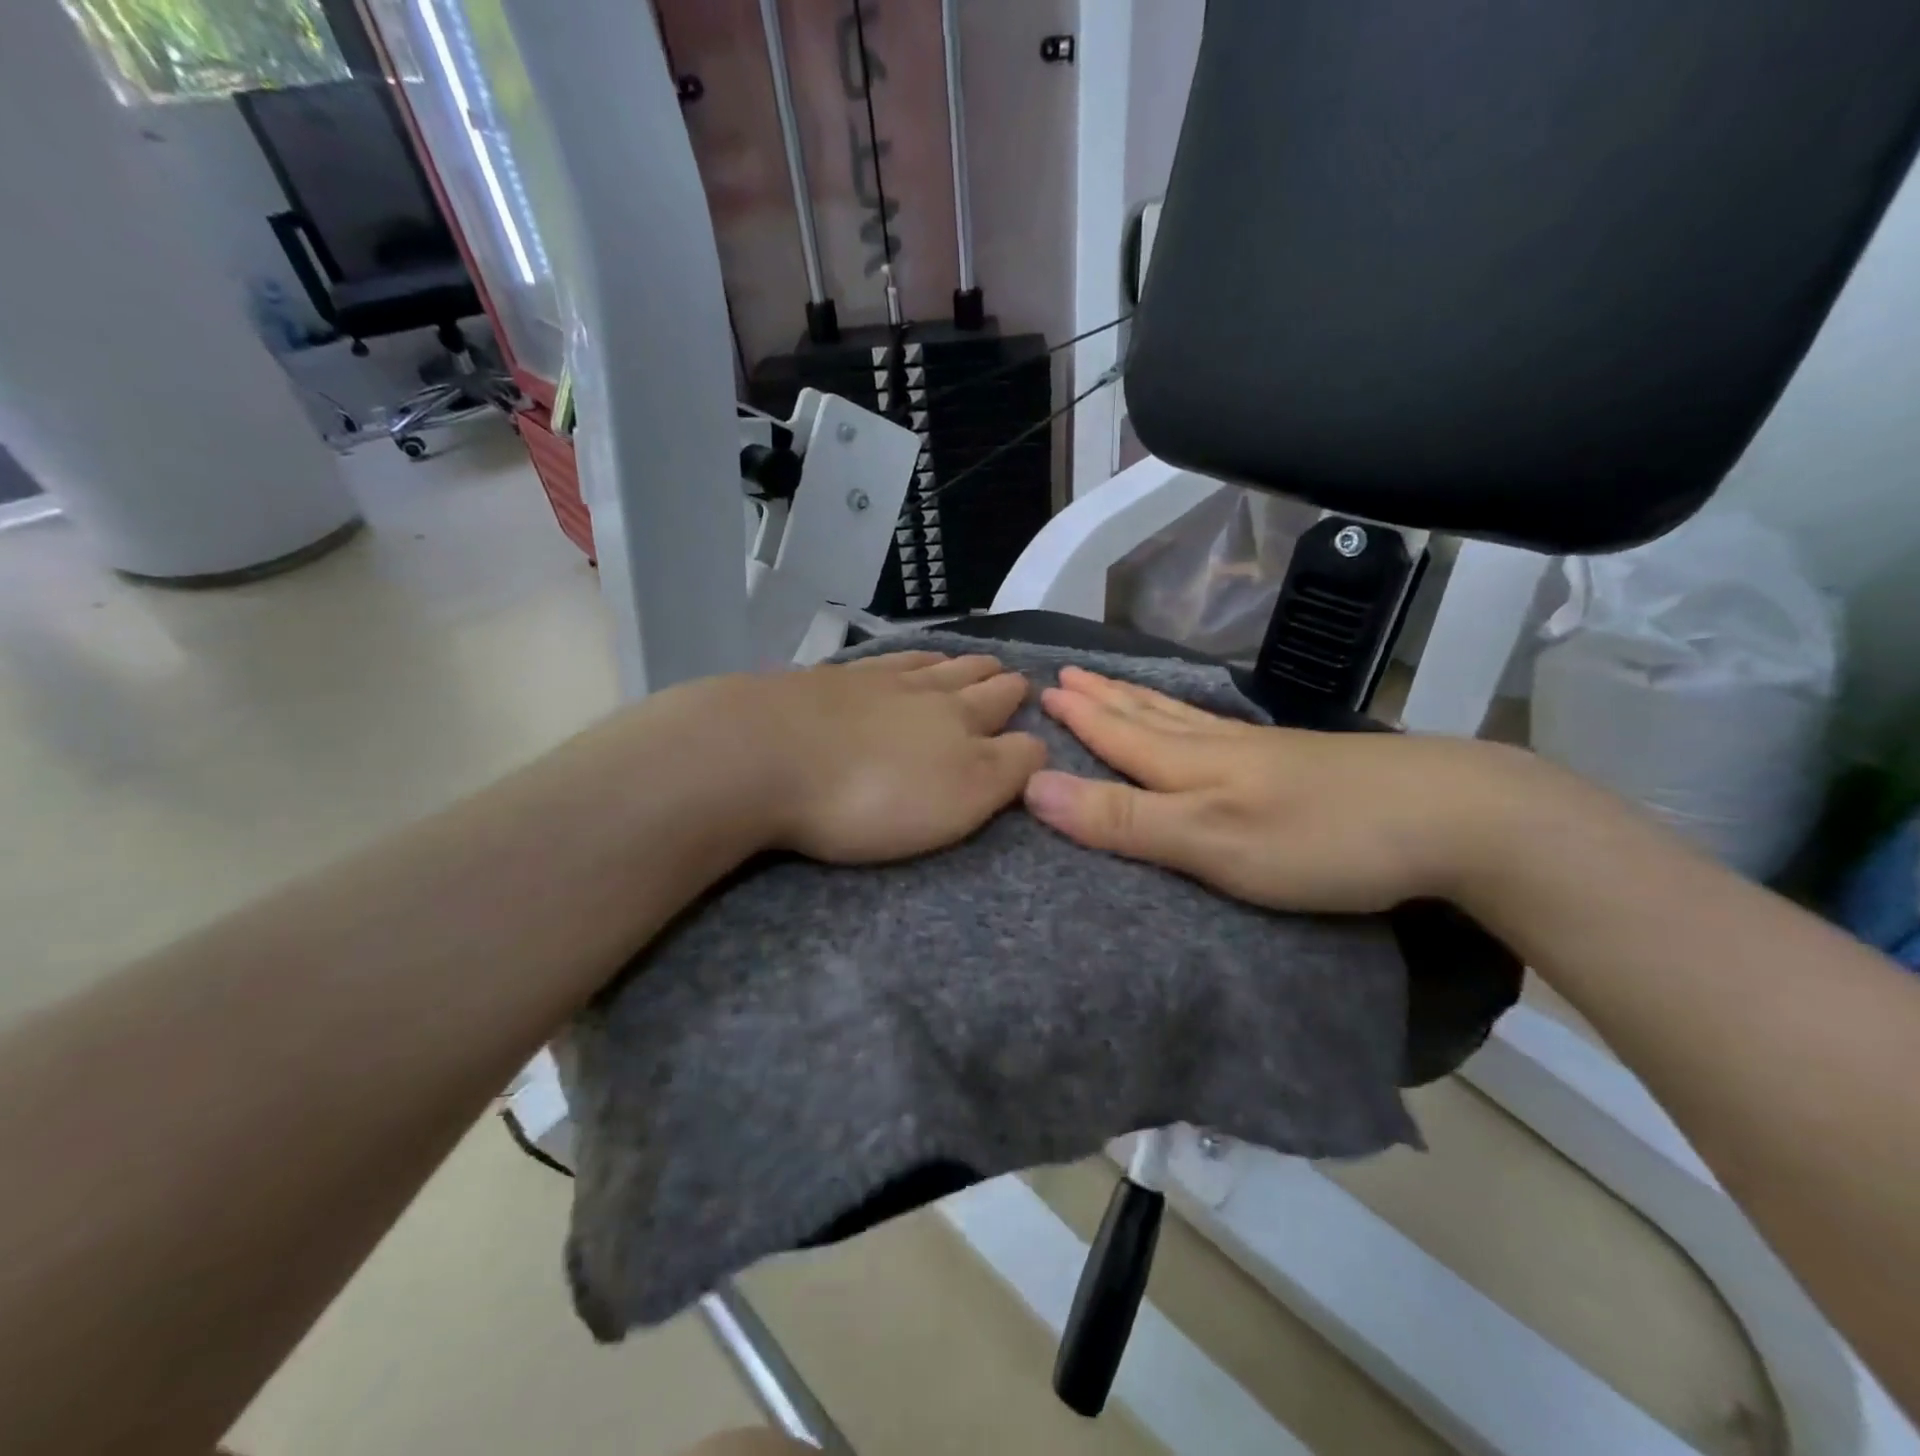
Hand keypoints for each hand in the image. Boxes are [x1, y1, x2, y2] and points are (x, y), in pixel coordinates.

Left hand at [744, 651, 1046, 863]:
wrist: (765, 755)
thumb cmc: (874, 793)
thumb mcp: (962, 795)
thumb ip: (1008, 768)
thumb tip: (1039, 743)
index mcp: (956, 719)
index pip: (999, 704)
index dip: (1018, 700)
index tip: (1028, 691)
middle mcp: (917, 690)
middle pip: (963, 676)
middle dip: (988, 674)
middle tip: (1002, 670)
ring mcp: (864, 681)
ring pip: (919, 665)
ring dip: (945, 662)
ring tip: (955, 659)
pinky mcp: (818, 684)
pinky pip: (870, 663)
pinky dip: (892, 660)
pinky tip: (886, 662)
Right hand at [1022, 666, 1540, 913]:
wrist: (1452, 818)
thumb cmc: (1318, 838)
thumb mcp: (1207, 841)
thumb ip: (1123, 819)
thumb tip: (1035, 787)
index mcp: (1191, 765)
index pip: (1118, 733)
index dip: (1079, 716)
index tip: (1043, 689)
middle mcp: (1220, 747)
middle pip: (1148, 714)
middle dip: (1103, 697)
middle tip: (1068, 673)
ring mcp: (1264, 751)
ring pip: (1184, 717)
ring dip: (1142, 699)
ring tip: (1116, 682)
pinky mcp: (1300, 762)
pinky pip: (1219, 729)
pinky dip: (1191, 716)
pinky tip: (1203, 720)